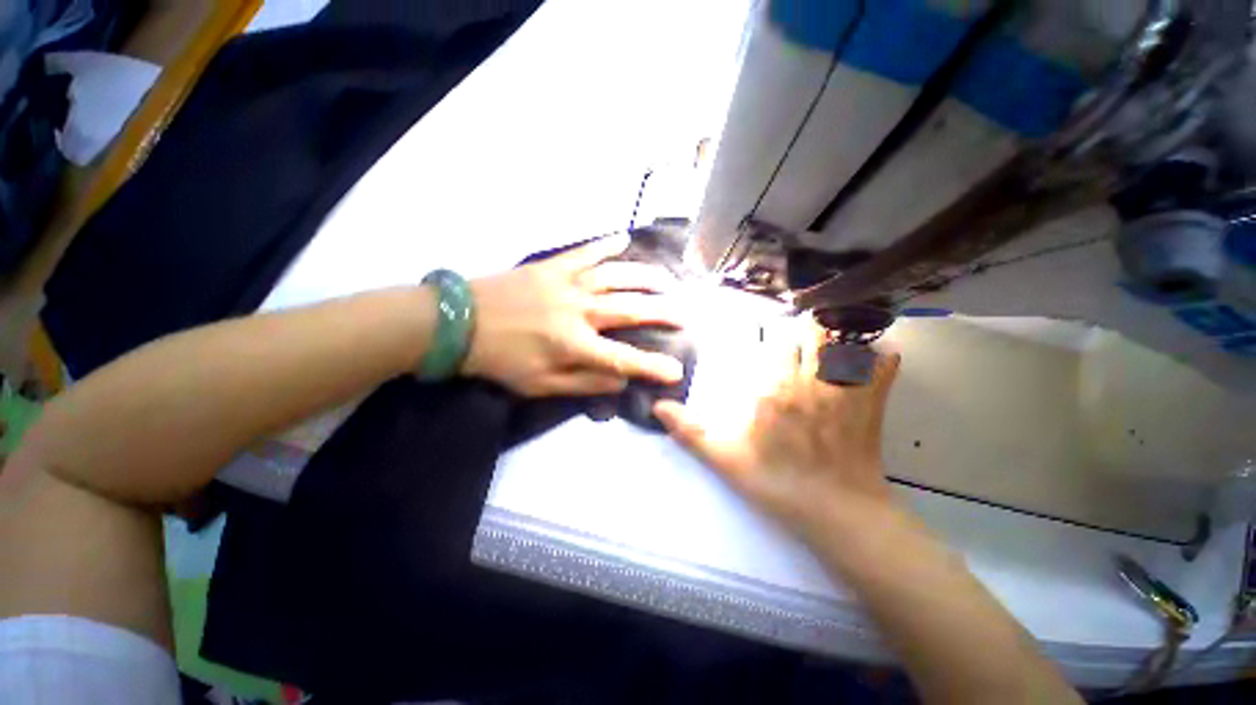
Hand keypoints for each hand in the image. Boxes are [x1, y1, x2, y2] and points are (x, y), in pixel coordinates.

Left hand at [464, 233, 685, 396]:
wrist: (457, 323)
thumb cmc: (500, 360)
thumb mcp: (539, 386)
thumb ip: (583, 384)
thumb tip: (619, 381)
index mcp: (574, 345)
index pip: (623, 358)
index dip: (652, 366)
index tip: (676, 370)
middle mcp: (579, 311)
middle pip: (631, 310)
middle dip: (663, 312)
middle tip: (686, 313)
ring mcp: (567, 284)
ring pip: (616, 276)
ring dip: (645, 277)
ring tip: (667, 279)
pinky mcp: (552, 266)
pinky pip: (585, 253)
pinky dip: (606, 244)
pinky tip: (623, 238)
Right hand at [654, 341, 901, 542]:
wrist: (837, 515)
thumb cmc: (777, 484)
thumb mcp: (725, 460)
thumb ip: (690, 431)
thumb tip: (657, 406)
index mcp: (773, 389)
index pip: (773, 343)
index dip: (771, 333)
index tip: (767, 330)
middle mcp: (808, 380)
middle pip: (810, 336)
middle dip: (804, 329)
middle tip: (799, 327)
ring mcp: (843, 391)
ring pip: (843, 345)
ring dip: (837, 336)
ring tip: (831, 333)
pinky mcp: (871, 406)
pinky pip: (882, 372)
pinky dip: (883, 361)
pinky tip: (882, 357)